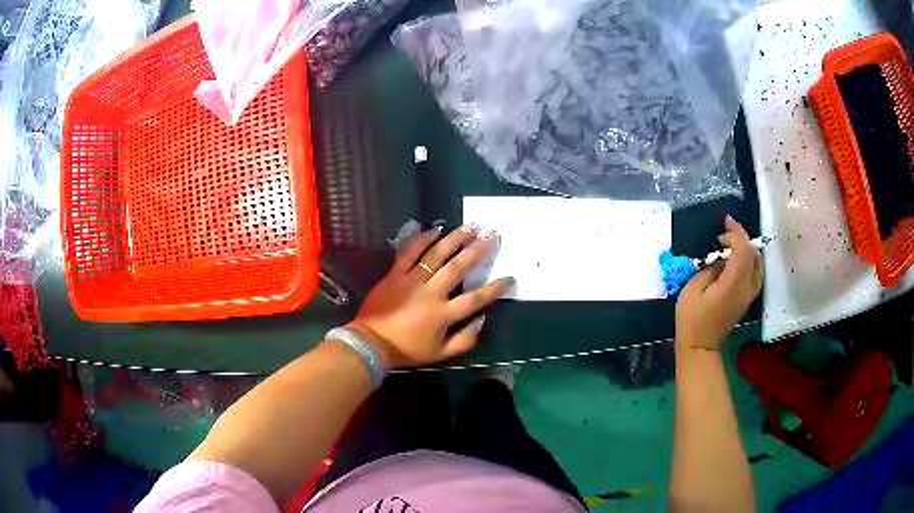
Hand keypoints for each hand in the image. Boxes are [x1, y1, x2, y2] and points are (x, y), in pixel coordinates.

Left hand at [345, 225, 513, 368]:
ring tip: (470, 226)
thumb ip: (464, 340)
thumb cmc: (407, 350)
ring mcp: (411, 281)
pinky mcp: (395, 274)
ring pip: (436, 255)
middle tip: (492, 236)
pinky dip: (421, 240)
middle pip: (458, 268)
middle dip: (478, 251)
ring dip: (454, 239)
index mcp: (443, 314)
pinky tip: (434, 229)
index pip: (475, 299)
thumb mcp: (440, 354)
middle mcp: (431, 293)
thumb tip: (481, 320)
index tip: (509, 277)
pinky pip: (409, 253)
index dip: (495, 288)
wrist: (371, 343)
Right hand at [675, 216, 762, 351]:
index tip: (724, 223)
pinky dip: (748, 260)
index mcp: (732, 285)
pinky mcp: (747, 299)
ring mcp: (749, 295)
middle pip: (753, 254)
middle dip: (741, 238)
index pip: (744, 251)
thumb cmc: (691, 319)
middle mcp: (746, 288)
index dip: (737, 233)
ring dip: (746, 249)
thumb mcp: (692, 290)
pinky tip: (736, 259)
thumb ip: (710, 270)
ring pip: (757, 263)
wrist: (700, 347)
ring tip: (731, 244)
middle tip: (725, 233)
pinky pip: (755, 272)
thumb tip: (721, 261)